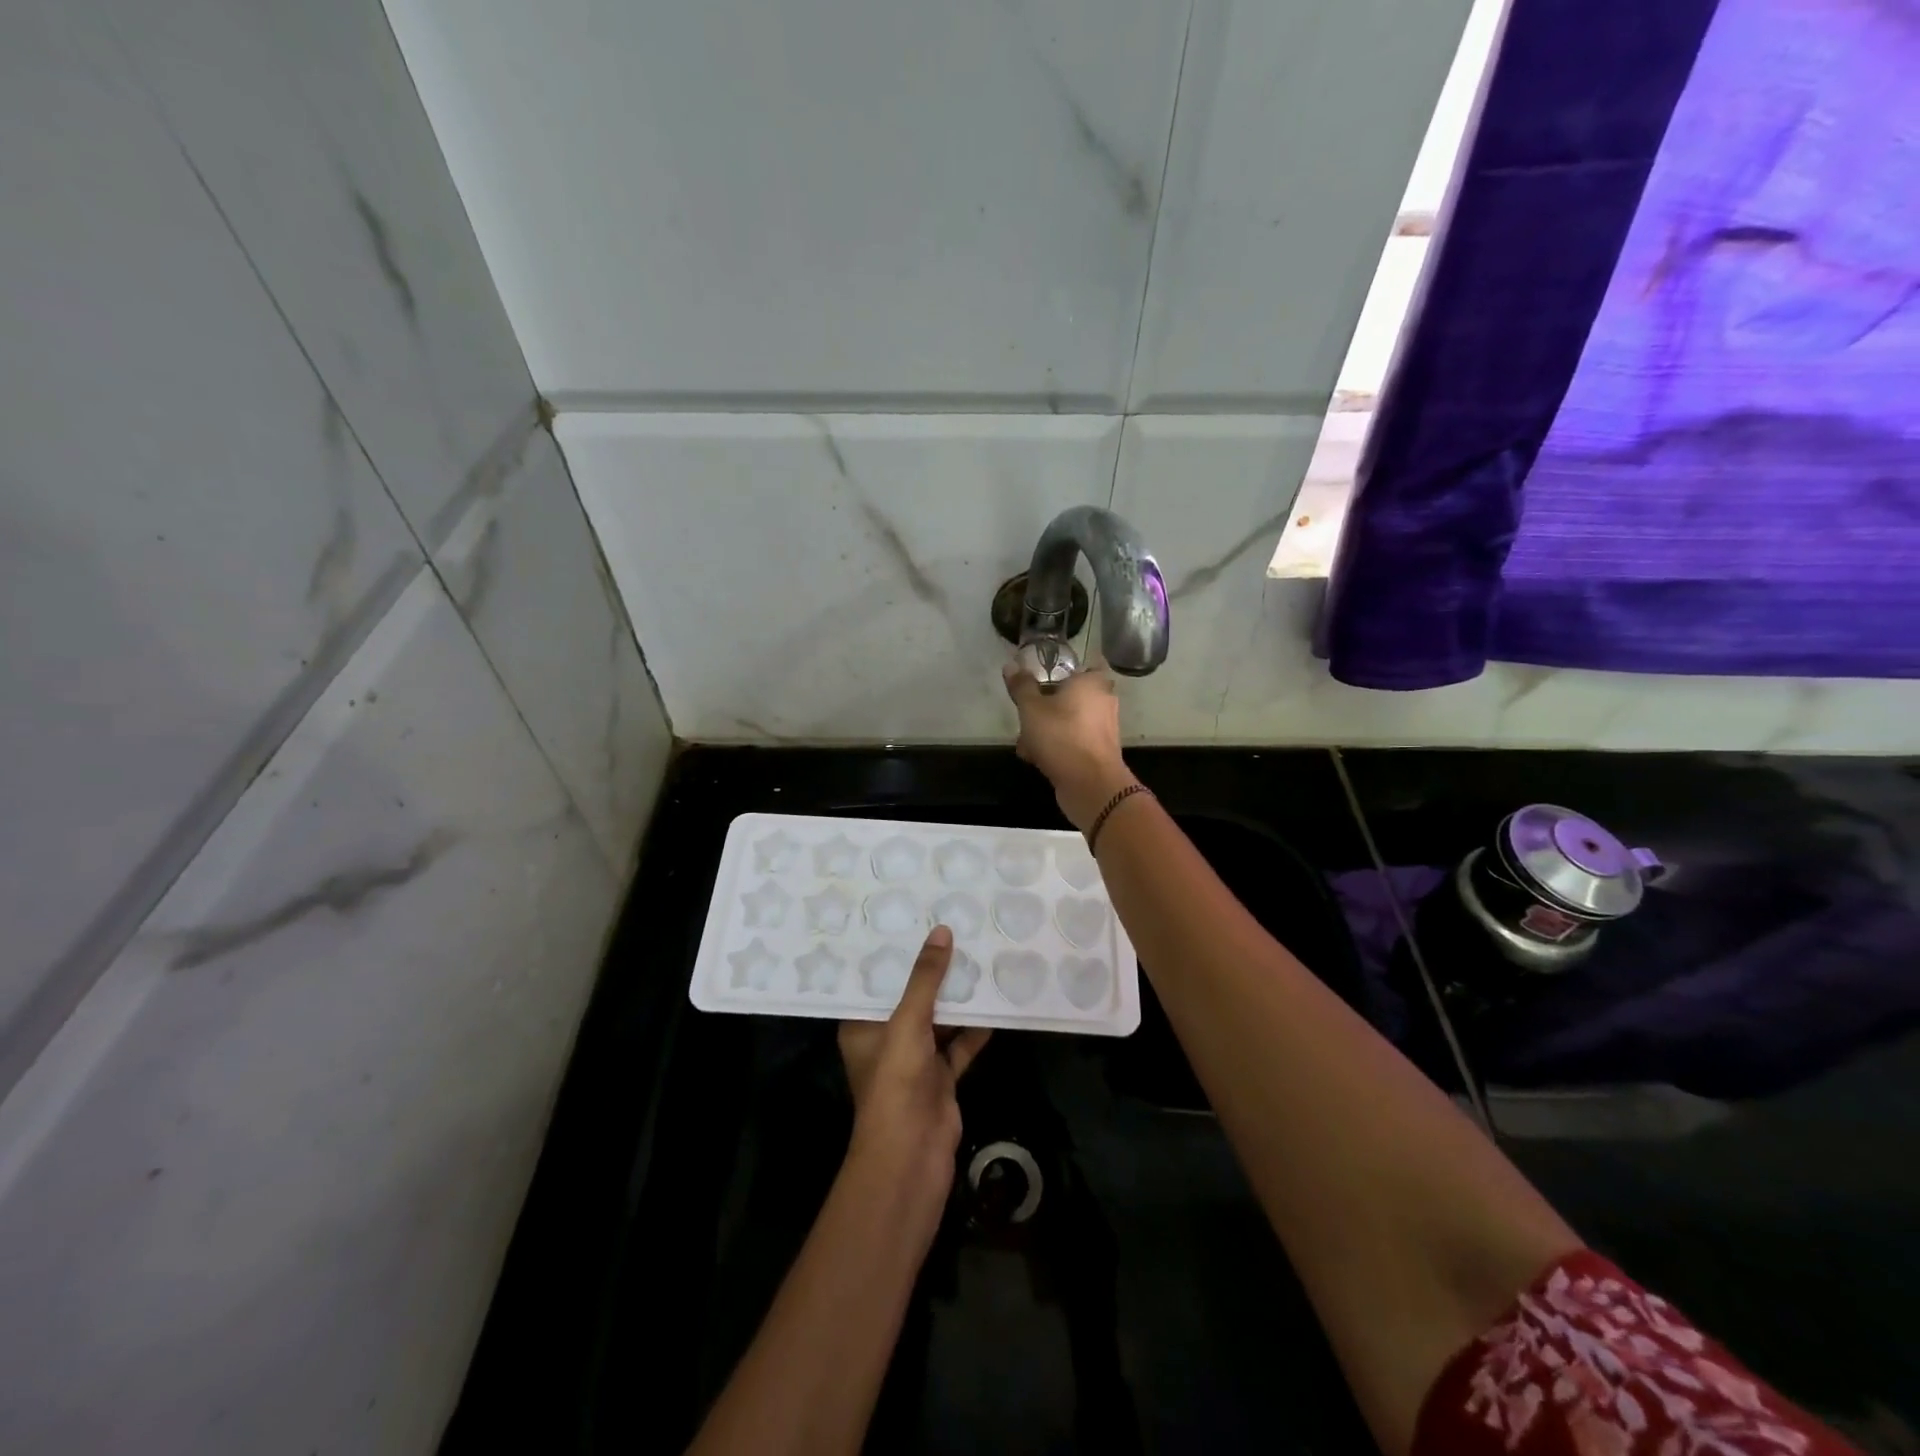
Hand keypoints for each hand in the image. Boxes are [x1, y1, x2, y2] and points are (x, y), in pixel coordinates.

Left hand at [838, 926, 991, 1200]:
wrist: (913, 1155)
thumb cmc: (896, 1081)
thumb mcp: (908, 1021)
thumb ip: (925, 979)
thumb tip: (941, 932)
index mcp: (861, 1025)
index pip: (874, 981)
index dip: (891, 954)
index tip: (910, 920)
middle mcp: (885, 1039)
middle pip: (910, 998)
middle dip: (930, 971)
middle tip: (952, 930)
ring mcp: (914, 1060)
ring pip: (938, 1020)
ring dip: (956, 998)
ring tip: (977, 956)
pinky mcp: (940, 1077)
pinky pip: (959, 1044)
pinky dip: (975, 1028)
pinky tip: (994, 1002)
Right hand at [1001, 661, 1137, 831]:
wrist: (1090, 785)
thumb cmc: (1061, 736)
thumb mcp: (1032, 708)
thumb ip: (1022, 686)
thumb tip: (1012, 665)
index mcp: (1092, 682)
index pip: (1078, 667)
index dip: (1057, 674)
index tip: (1038, 684)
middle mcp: (1104, 701)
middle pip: (1068, 697)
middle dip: (1044, 709)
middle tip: (1026, 720)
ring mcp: (1104, 728)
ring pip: (1068, 721)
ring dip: (1046, 731)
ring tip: (1026, 745)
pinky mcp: (1100, 751)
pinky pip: (1074, 741)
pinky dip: (1057, 747)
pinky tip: (1037, 759)